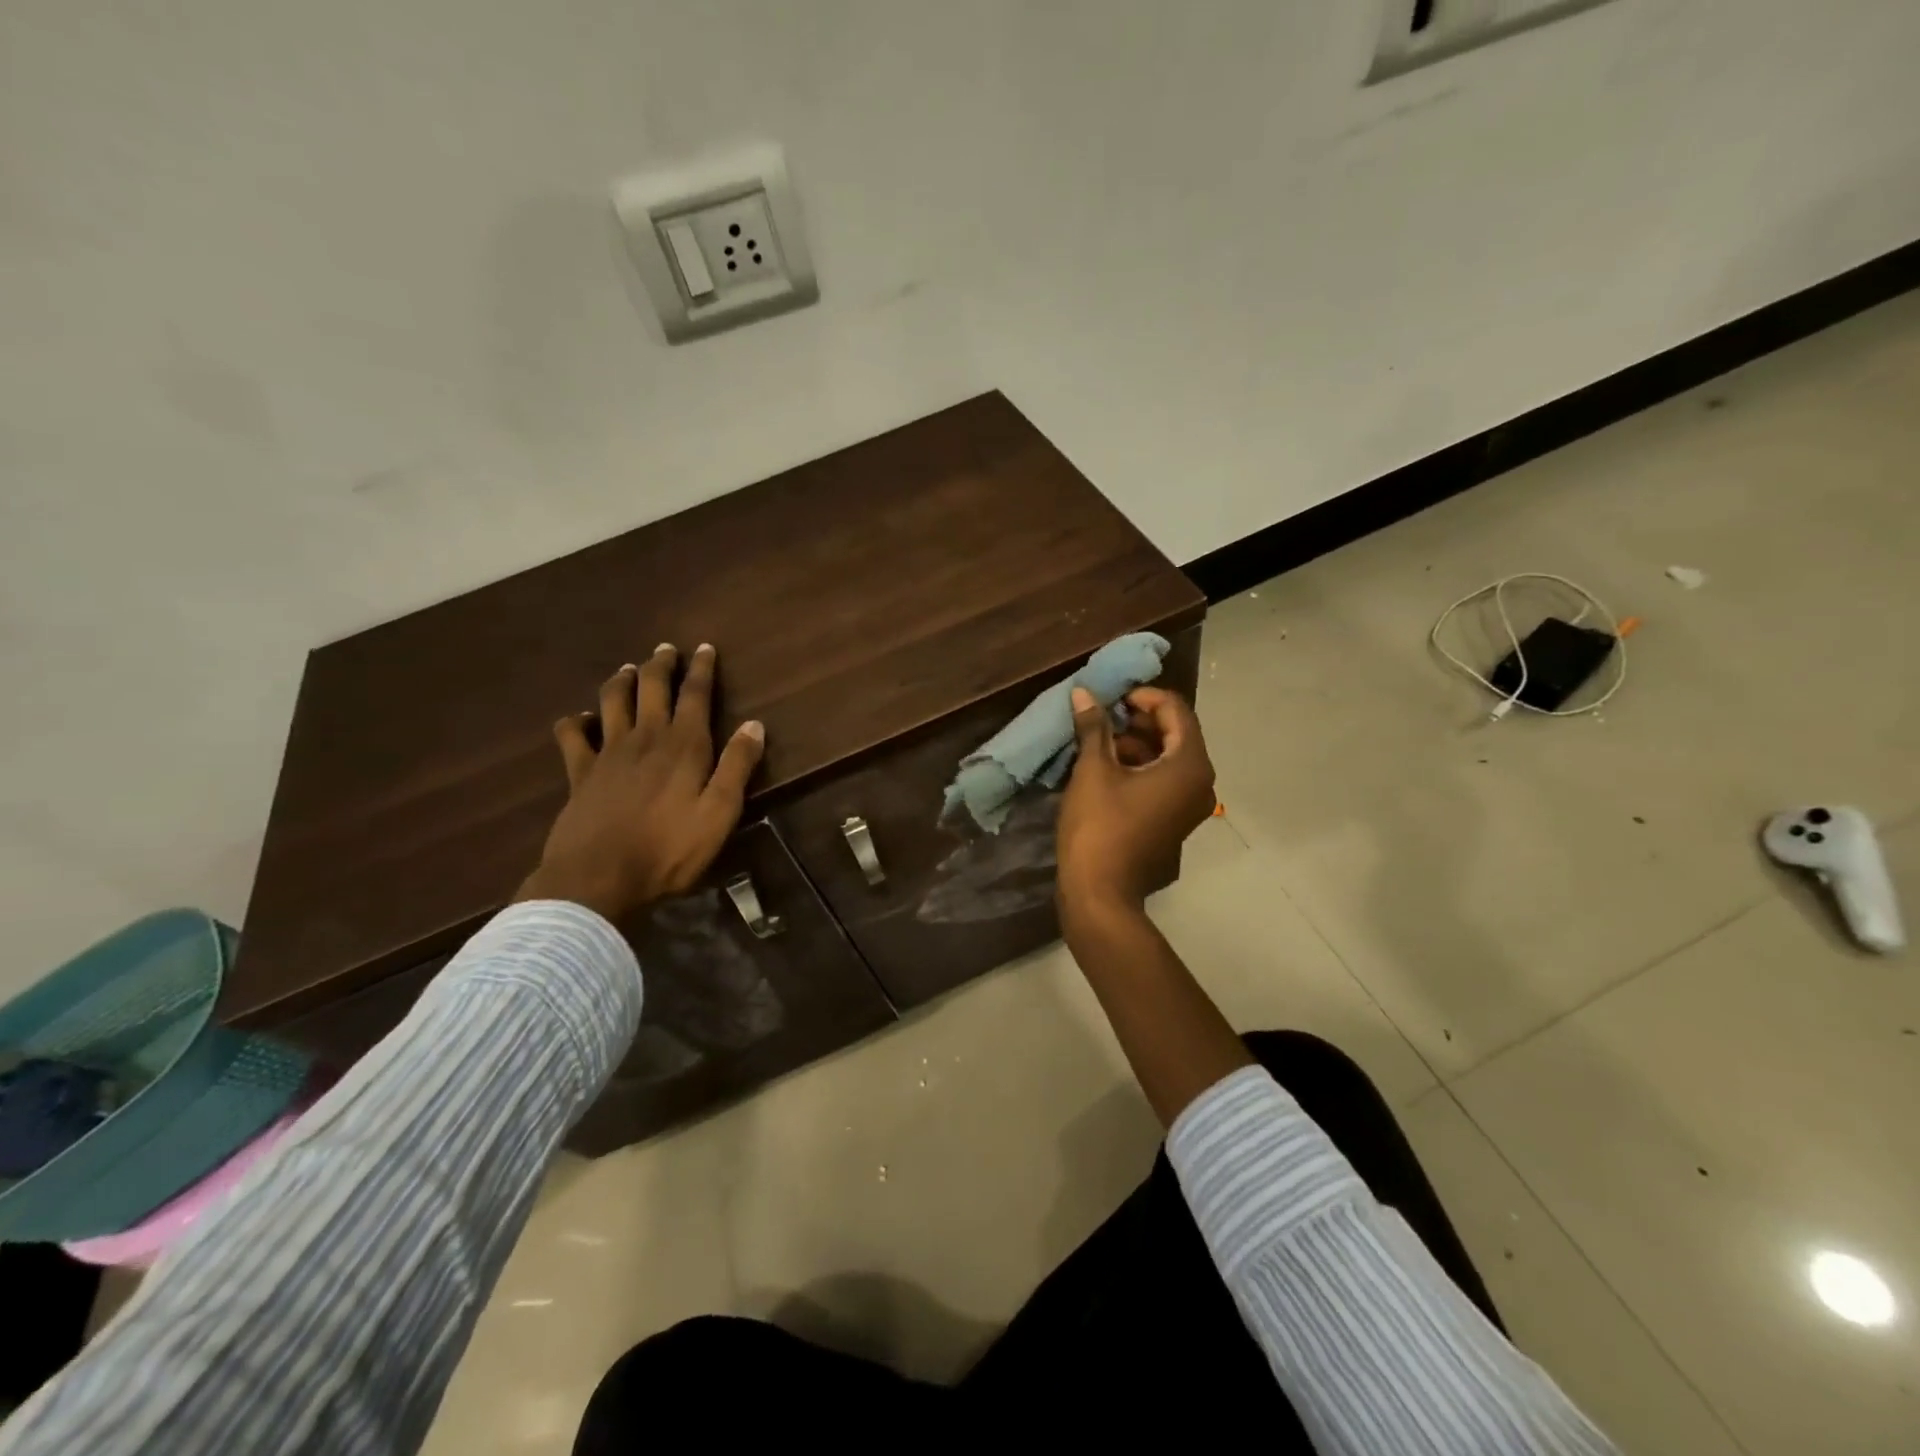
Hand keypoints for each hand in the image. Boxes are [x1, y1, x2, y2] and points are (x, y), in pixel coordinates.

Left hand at [515, 644, 764, 922]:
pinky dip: (575, 721)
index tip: (704, 647)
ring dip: (622, 681)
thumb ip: (738, 767)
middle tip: (666, 649)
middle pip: (652, 688)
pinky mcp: (579, 774)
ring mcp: (607, 753)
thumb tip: (755, 725)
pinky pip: (572, 736)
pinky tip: (579, 719)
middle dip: (661, 665)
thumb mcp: (720, 813)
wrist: (598, 877)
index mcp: (684, 746)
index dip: (701, 669)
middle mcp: (646, 738)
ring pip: (612, 701)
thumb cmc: (669, 849)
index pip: (695, 695)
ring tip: (628, 669)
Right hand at [1056, 685, 1215, 913]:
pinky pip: (1162, 783)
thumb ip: (1093, 727)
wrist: (1101, 895)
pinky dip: (1138, 769)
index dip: (1142, 696)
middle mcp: (1200, 783)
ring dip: (1135, 744)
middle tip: (1101, 717)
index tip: (1110, 697)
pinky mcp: (1173, 823)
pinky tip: (1104, 770)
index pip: (1174, 710)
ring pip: (1166, 759)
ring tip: (1096, 743)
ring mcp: (1189, 807)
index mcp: (1189, 764)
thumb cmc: (1099, 827)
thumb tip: (1084, 692)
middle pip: (1174, 734)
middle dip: (1137, 720)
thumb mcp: (1093, 770)